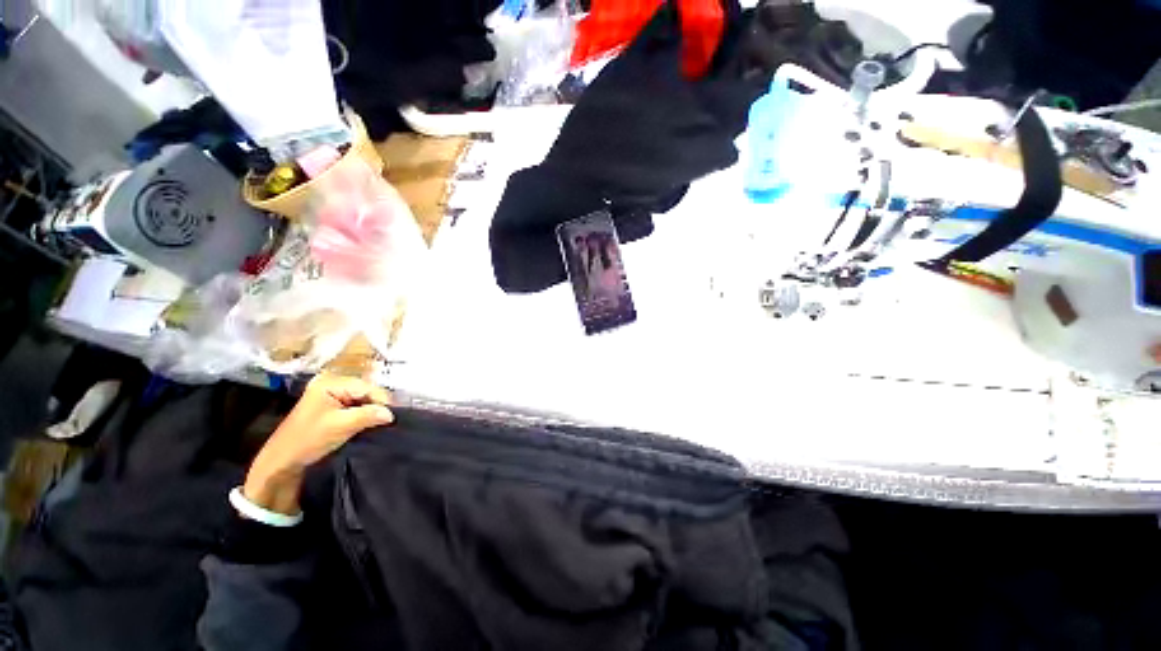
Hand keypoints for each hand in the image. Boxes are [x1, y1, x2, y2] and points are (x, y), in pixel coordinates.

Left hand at [243, 375, 393, 515]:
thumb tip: (391, 414)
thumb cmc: (308, 440)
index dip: (381, 401)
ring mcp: (331, 394)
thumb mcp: (341, 426)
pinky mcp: (331, 405)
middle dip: (376, 405)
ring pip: (362, 399)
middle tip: (387, 421)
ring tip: (379, 423)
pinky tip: (367, 423)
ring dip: (370, 411)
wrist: (282, 462)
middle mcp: (331, 383)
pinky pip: (355, 405)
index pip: (367, 387)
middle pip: (366, 391)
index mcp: (330, 382)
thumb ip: (368, 415)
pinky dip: (363, 414)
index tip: (392, 417)